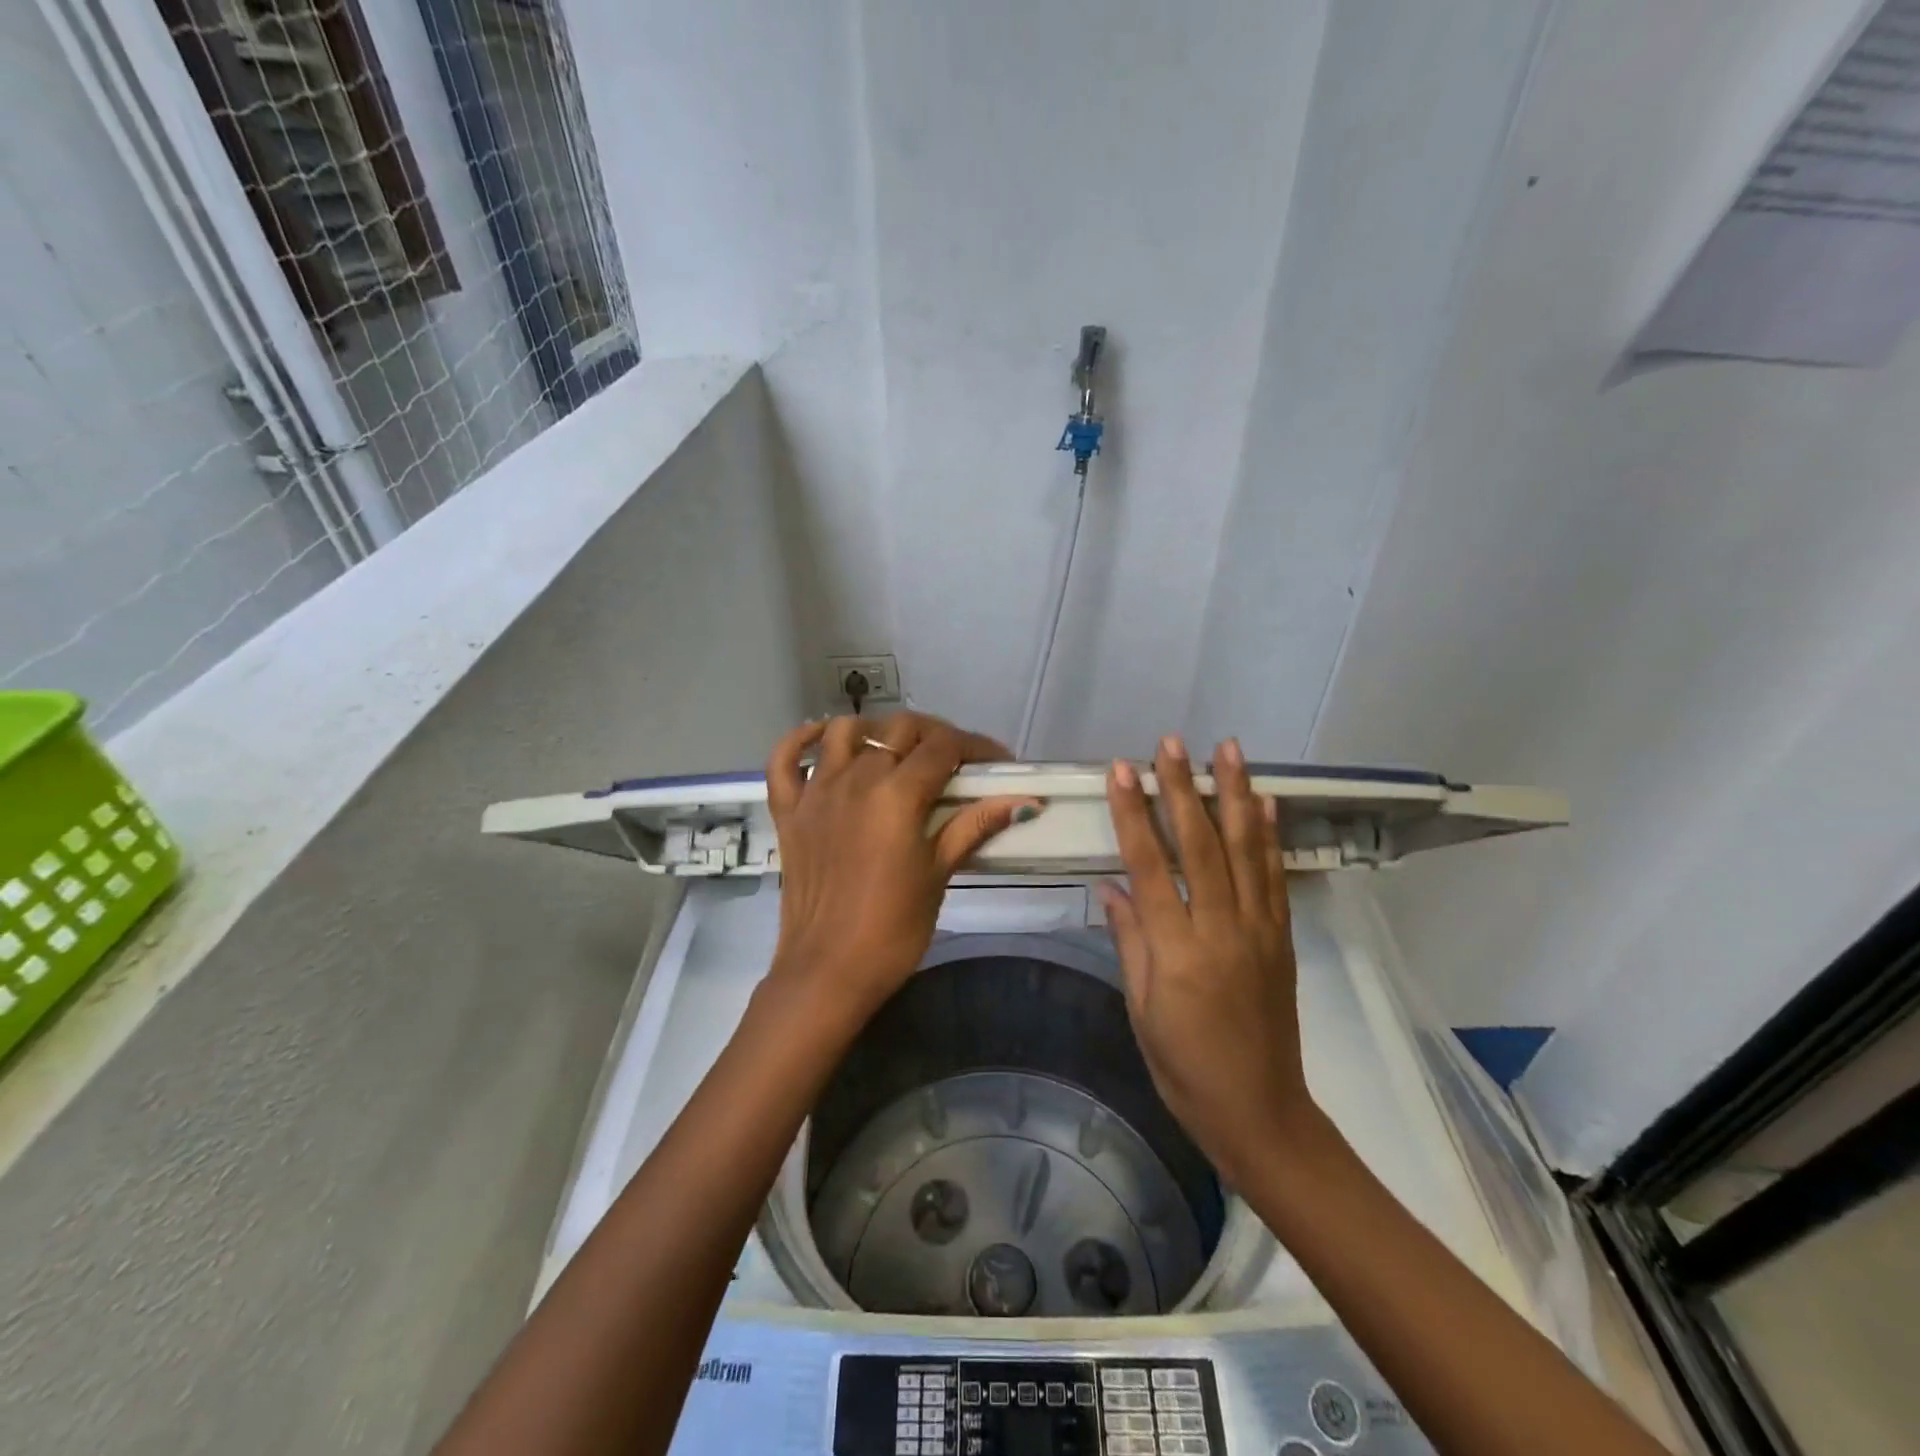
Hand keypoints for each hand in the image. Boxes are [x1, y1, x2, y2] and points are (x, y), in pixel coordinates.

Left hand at [764, 712, 1039, 1026]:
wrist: (828, 972)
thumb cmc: (893, 930)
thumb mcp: (938, 874)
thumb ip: (973, 826)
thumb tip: (1025, 801)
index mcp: (897, 795)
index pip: (943, 747)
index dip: (976, 746)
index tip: (996, 761)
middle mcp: (855, 779)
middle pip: (900, 730)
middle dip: (935, 734)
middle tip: (954, 760)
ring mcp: (816, 792)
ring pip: (846, 732)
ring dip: (877, 731)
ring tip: (897, 751)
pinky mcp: (788, 811)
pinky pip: (785, 759)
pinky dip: (803, 740)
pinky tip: (825, 738)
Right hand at [1097, 736, 1313, 1186]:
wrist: (1260, 1112)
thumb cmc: (1184, 1068)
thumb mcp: (1140, 1010)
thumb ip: (1129, 941)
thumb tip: (1110, 887)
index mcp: (1177, 952)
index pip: (1150, 867)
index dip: (1133, 815)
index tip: (1121, 771)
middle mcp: (1221, 930)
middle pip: (1201, 846)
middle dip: (1182, 789)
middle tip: (1171, 743)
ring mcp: (1259, 931)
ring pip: (1245, 851)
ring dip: (1234, 795)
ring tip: (1228, 749)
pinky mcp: (1281, 938)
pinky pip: (1275, 877)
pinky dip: (1269, 835)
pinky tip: (1262, 802)